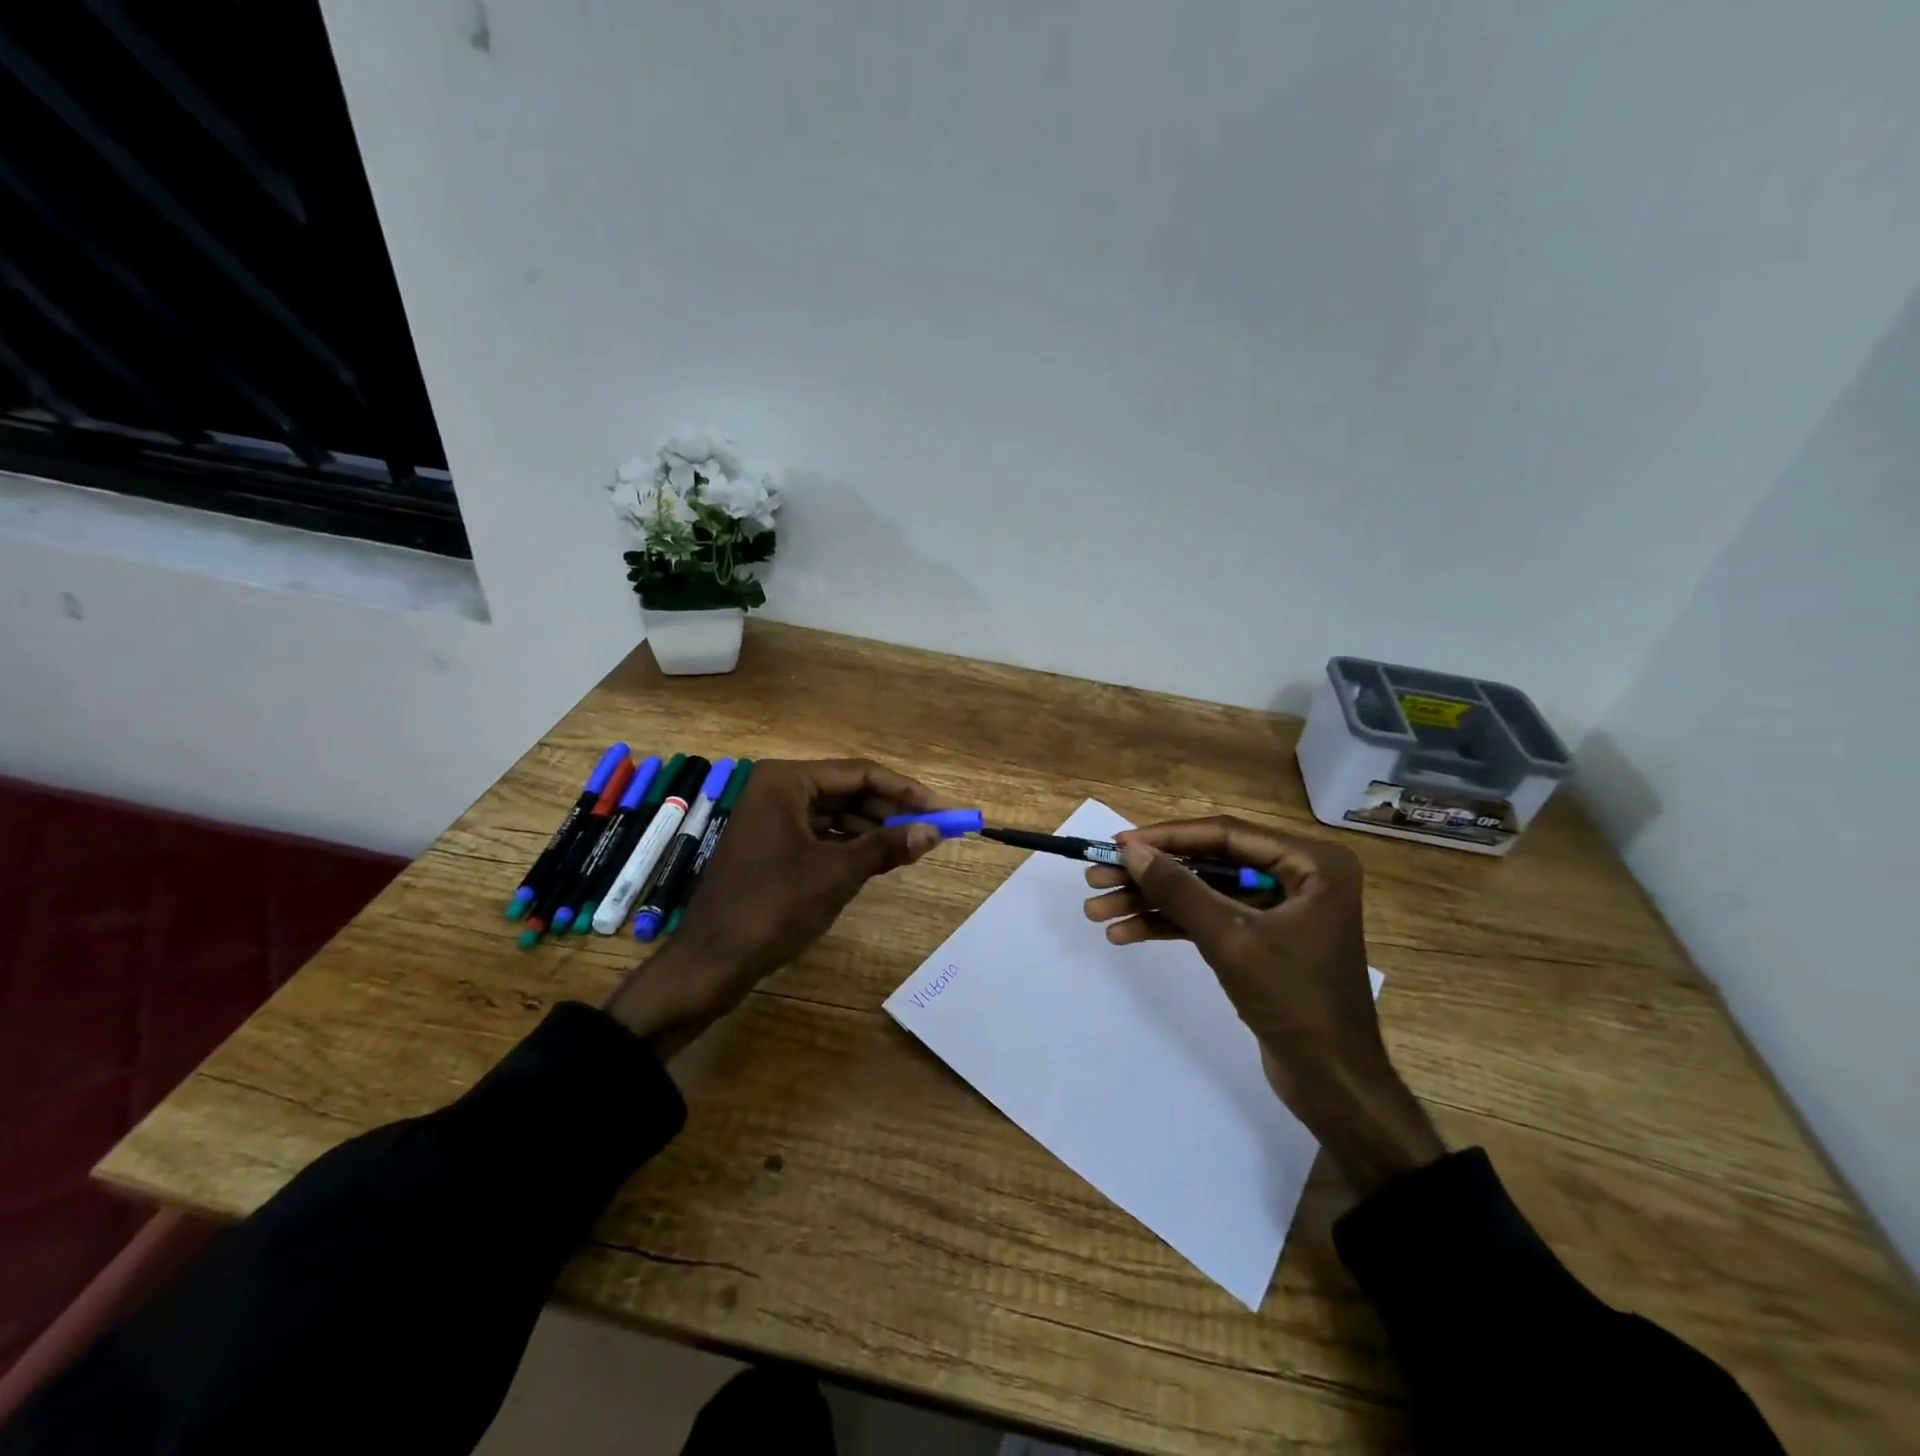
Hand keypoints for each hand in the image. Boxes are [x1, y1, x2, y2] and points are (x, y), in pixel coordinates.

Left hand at [606, 759, 941, 1055]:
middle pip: (849, 791)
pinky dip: (852, 845)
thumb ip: (886, 846)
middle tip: (936, 828)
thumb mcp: (837, 873)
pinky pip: (822, 835)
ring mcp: (773, 818)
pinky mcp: (773, 845)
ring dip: (875, 829)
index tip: (944, 808)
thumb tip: (934, 831)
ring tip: (915, 846)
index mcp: (787, 781)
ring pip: (837, 814)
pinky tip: (882, 859)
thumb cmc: (773, 907)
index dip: (907, 791)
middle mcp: (778, 789)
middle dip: (892, 810)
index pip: (861, 774)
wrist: (712, 961)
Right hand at [1083, 816, 1444, 1196]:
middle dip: (1151, 876)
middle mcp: (1299, 875)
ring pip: (1203, 892)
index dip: (1167, 838)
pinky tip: (1125, 932)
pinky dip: (1170, 925)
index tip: (1117, 844)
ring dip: (1151, 902)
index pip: (1225, 835)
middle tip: (1096, 878)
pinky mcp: (1262, 938)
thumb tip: (1130, 851)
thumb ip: (1179, 890)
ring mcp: (1279, 908)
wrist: (1333, 1083)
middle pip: (1208, 863)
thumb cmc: (1294, 1000)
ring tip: (1097, 910)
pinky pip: (1210, 919)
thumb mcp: (1230, 940)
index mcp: (1311, 863)